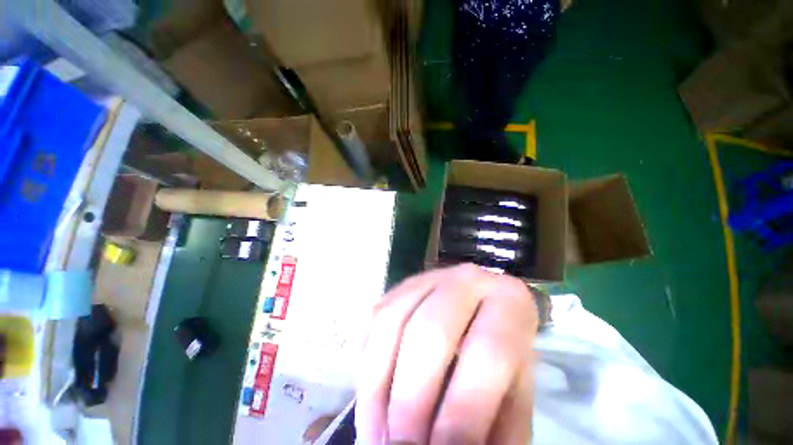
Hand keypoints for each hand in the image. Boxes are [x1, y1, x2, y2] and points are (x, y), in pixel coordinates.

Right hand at [356, 264, 538, 444]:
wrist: (480, 304)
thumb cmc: (503, 356)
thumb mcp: (514, 395)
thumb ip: (496, 430)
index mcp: (507, 300)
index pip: (487, 352)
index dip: (462, 412)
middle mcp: (464, 278)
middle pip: (429, 331)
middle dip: (410, 399)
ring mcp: (427, 277)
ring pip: (391, 321)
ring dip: (377, 385)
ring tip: (375, 434)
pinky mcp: (400, 285)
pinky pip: (374, 319)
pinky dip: (366, 362)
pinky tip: (369, 398)